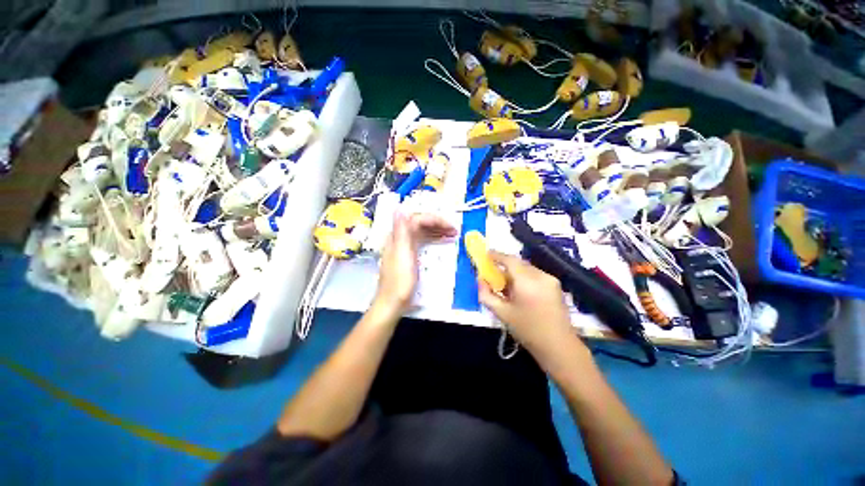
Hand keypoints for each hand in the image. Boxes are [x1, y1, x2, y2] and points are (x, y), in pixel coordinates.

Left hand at [374, 212, 456, 318]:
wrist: (392, 303)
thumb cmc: (399, 282)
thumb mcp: (402, 256)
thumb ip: (402, 232)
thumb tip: (400, 208)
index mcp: (397, 236)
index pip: (417, 219)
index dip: (434, 219)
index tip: (450, 226)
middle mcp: (400, 238)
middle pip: (420, 223)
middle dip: (438, 224)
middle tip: (455, 230)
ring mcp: (404, 247)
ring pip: (422, 232)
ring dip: (437, 231)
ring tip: (453, 234)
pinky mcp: (409, 255)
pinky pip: (423, 241)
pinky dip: (434, 239)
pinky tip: (443, 241)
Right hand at [478, 251, 585, 358]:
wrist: (559, 347)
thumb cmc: (528, 330)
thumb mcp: (502, 313)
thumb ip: (486, 295)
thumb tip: (480, 280)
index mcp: (527, 281)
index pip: (509, 260)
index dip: (497, 255)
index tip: (486, 254)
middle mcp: (540, 275)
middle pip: (519, 263)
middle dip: (505, 265)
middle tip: (493, 272)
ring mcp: (551, 279)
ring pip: (527, 268)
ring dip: (515, 272)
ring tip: (506, 285)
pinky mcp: (556, 285)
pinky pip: (535, 274)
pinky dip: (524, 277)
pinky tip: (520, 290)